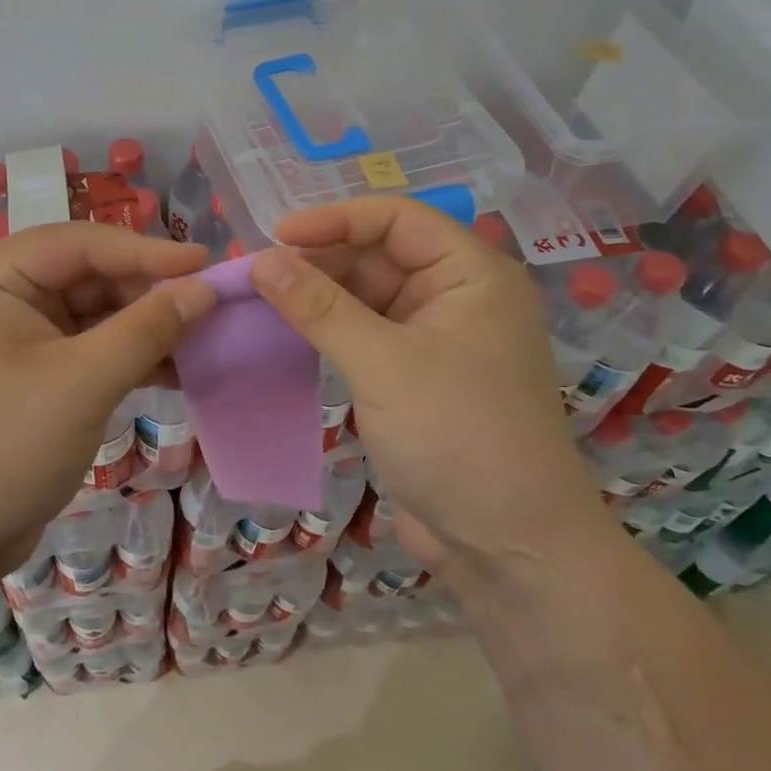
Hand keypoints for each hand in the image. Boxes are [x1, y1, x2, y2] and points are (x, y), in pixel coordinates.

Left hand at [0, 223, 215, 583]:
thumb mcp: (82, 383)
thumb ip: (147, 329)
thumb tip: (204, 289)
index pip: (83, 244)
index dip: (148, 252)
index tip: (208, 265)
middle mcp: (0, 293)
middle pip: (89, 276)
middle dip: (148, 293)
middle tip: (211, 308)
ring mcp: (13, 336)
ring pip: (93, 314)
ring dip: (144, 328)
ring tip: (203, 339)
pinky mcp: (29, 375)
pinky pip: (87, 349)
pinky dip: (127, 358)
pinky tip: (173, 371)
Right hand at [248, 198, 610, 581]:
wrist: (511, 552)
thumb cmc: (460, 437)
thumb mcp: (383, 364)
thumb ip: (320, 307)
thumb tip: (262, 259)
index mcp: (471, 274)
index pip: (397, 219)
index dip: (336, 219)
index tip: (276, 235)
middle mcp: (457, 296)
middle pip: (379, 254)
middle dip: (320, 259)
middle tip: (258, 274)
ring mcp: (435, 338)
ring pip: (367, 295)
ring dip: (318, 295)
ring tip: (261, 298)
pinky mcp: (414, 376)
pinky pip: (364, 334)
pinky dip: (327, 330)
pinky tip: (287, 333)